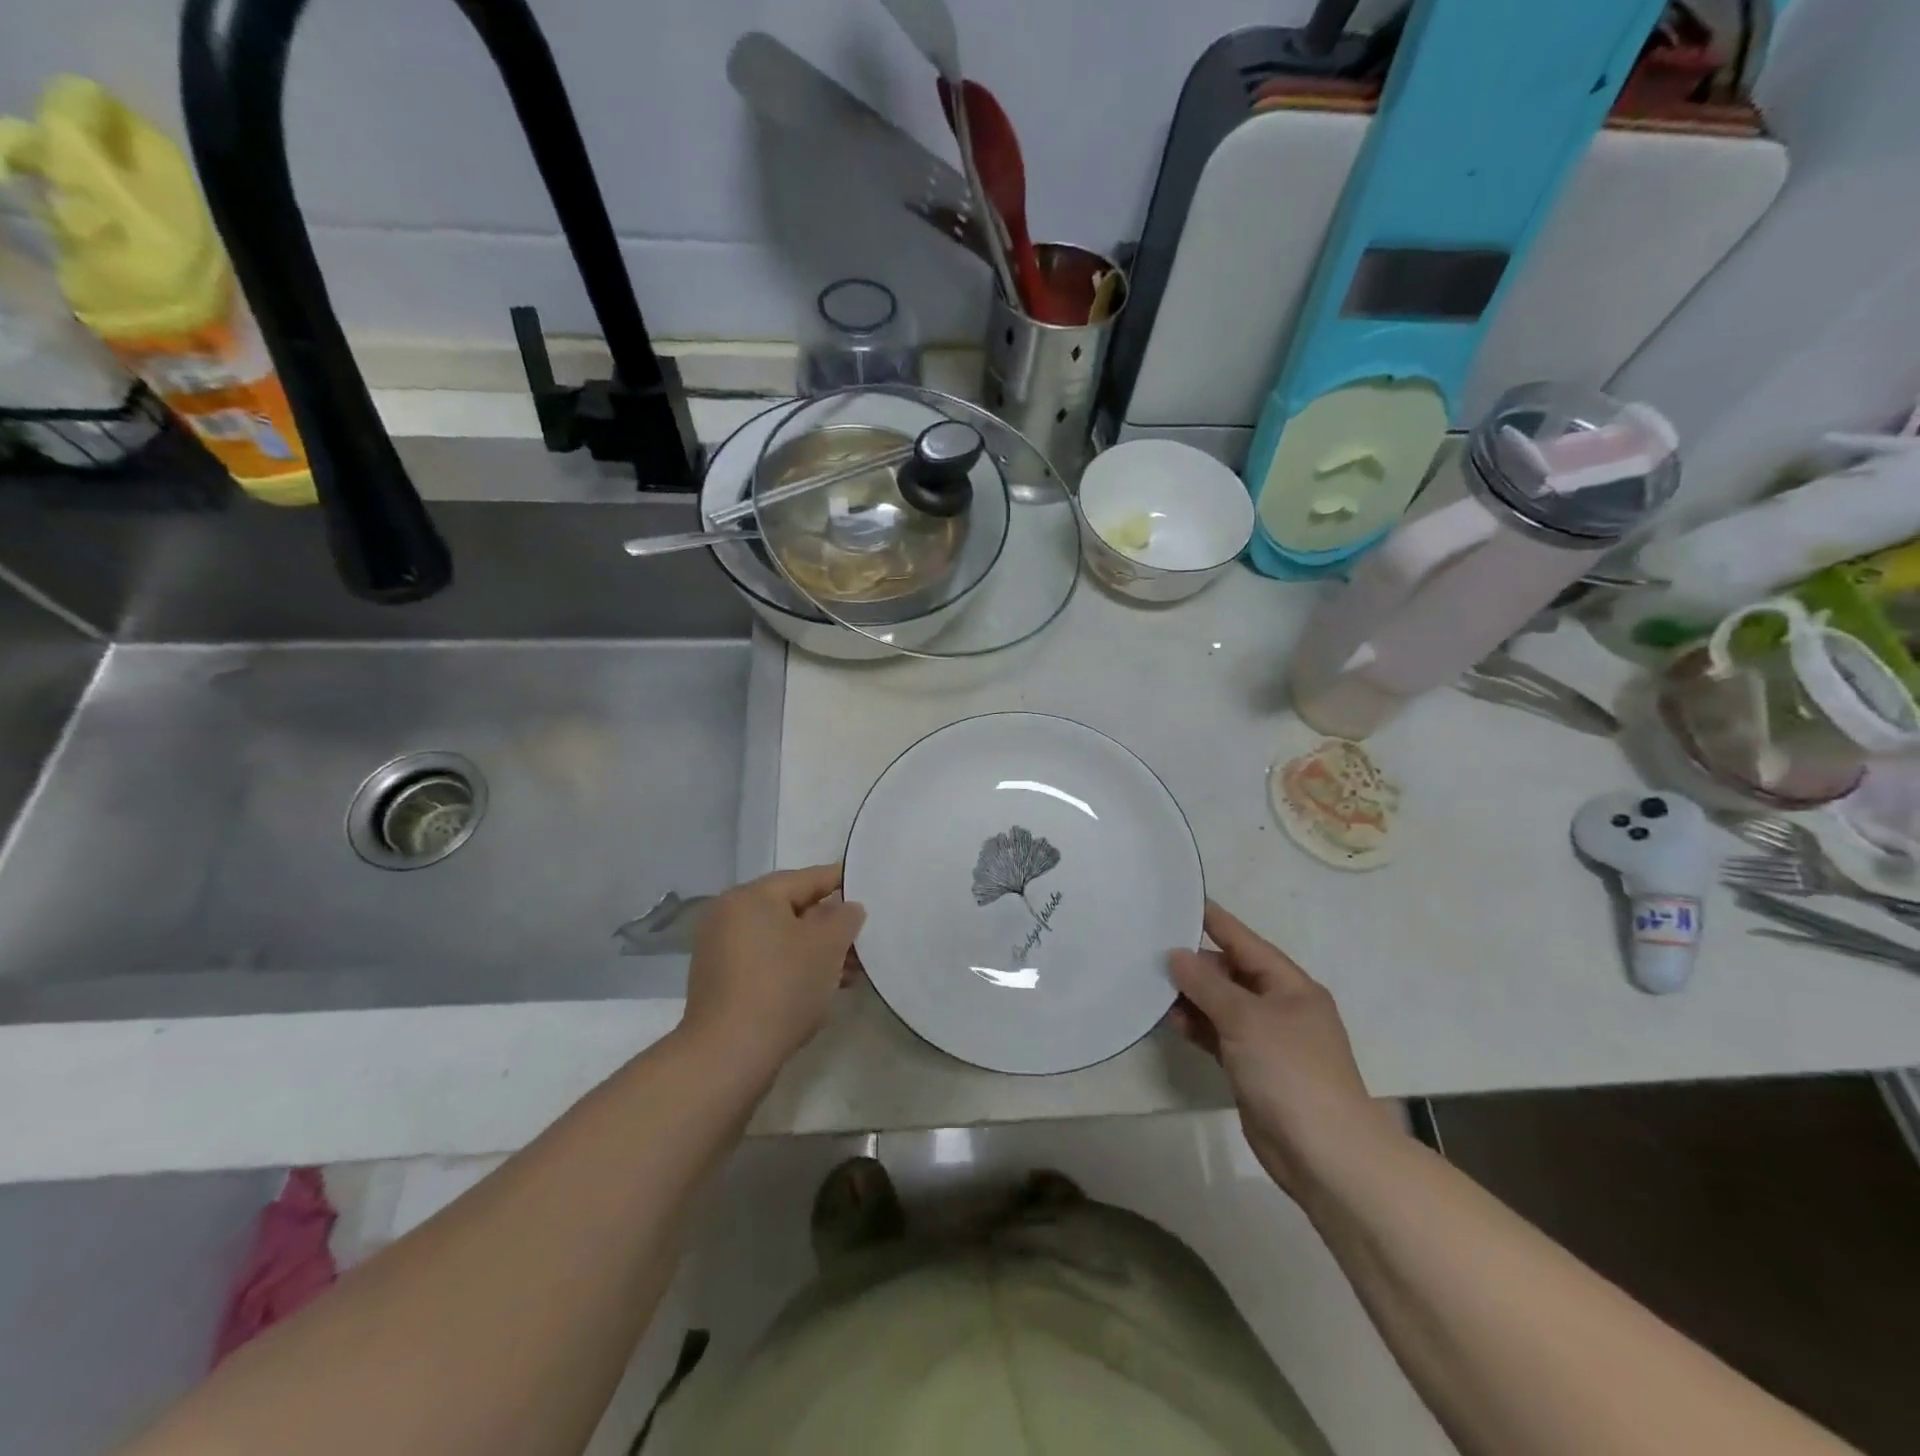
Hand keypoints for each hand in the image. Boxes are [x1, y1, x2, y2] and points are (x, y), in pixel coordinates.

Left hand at [680, 864, 865, 1075]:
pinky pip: (767, 961)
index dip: (842, 881)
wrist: (728, 1055)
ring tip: (851, 971)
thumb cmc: (782, 987)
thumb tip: (846, 908)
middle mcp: (730, 915)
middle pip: (793, 909)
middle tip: (864, 940)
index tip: (869, 888)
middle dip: (831, 926)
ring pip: (782, 938)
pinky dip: (794, 967)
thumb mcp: (827, 945)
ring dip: (816, 950)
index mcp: (751, 896)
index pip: (807, 878)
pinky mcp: (721, 981)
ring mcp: (721, 950)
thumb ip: (845, 917)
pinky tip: (822, 987)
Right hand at [1169, 902, 1397, 1201]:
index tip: (1182, 900)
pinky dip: (1196, 1027)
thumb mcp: (1245, 1018)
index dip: (1214, 921)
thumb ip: (1207, 984)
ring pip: (1221, 1005)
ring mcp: (1266, 1040)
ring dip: (1191, 997)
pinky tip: (1169, 1020)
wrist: (1324, 1154)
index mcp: (1290, 986)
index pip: (1245, 941)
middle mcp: (1280, 1007)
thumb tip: (1176, 955)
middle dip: (1194, 964)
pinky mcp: (1252, 1068)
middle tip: (1150, 950)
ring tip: (1151, 985)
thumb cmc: (1290, 1071)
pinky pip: (1218, 1035)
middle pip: (1230, 973)